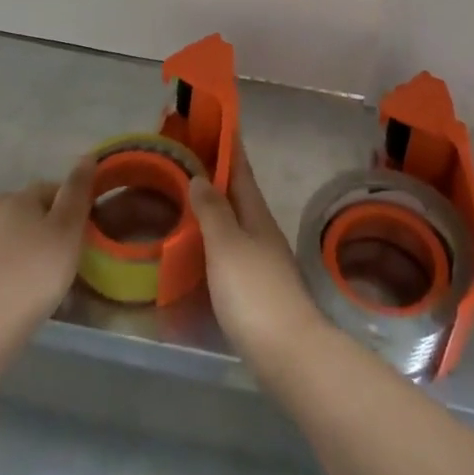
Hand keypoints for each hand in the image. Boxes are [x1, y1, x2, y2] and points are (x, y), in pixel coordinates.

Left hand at [0, 159, 95, 334]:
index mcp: (16, 196)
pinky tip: (39, 286)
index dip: (76, 208)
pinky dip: (30, 265)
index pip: (56, 189)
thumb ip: (78, 190)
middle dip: (60, 228)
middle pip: (41, 211)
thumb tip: (87, 156)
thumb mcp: (67, 226)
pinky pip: (17, 256)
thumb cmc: (37, 268)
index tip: (88, 233)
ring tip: (61, 274)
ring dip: (46, 248)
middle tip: (77, 255)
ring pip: (29, 235)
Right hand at [188, 141, 331, 375]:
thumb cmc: (254, 292)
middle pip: (238, 194)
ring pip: (234, 220)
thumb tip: (201, 176)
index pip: (240, 170)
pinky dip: (214, 235)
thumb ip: (213, 212)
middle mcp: (261, 231)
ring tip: (186, 195)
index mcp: (256, 215)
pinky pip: (230, 247)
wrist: (288, 353)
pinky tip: (198, 243)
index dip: (228, 146)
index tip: (215, 121)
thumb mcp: (227, 246)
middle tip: (186, 157)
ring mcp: (261, 259)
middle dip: (217, 173)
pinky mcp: (255, 287)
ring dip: (214, 204)